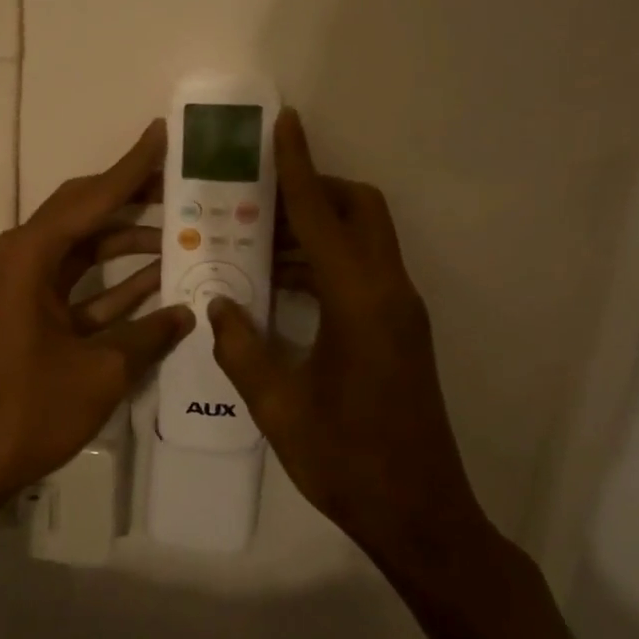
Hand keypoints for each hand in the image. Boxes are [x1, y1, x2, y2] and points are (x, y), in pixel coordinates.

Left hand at [0, 120, 194, 510]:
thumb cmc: (28, 409)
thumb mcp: (100, 371)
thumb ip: (149, 335)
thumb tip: (189, 312)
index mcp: (31, 255)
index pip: (93, 197)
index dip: (133, 167)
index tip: (163, 133)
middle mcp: (25, 259)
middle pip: (86, 213)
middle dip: (134, 196)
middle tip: (183, 180)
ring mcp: (28, 289)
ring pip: (87, 250)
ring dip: (131, 242)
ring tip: (186, 229)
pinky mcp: (34, 317)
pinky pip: (82, 287)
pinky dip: (117, 284)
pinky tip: (161, 282)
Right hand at [208, 110, 488, 567]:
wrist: (421, 514)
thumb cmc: (347, 461)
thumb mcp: (278, 407)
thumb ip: (241, 349)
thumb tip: (217, 305)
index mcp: (359, 303)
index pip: (322, 217)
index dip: (298, 169)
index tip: (285, 125)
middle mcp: (389, 293)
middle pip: (361, 211)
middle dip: (316, 189)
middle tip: (259, 199)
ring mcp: (401, 312)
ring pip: (365, 240)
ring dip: (318, 229)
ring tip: (257, 239)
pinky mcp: (401, 330)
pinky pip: (365, 271)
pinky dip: (327, 260)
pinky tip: (282, 284)